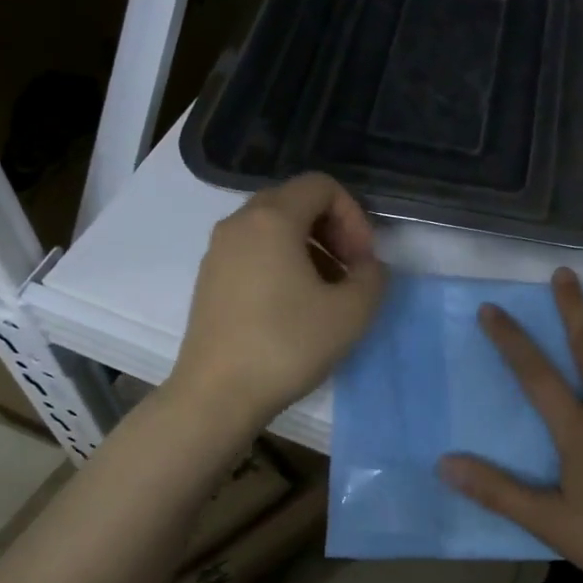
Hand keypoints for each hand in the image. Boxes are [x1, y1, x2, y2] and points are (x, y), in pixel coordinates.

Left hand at [172, 173, 386, 426]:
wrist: (216, 396)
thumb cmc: (286, 346)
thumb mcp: (351, 313)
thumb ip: (373, 278)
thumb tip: (367, 268)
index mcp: (271, 219)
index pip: (321, 186)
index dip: (353, 216)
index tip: (362, 260)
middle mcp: (238, 223)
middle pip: (295, 202)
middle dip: (333, 230)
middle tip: (350, 271)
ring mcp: (218, 251)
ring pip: (273, 228)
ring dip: (310, 248)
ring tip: (327, 293)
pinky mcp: (209, 279)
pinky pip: (253, 251)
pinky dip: (282, 263)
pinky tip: (295, 307)